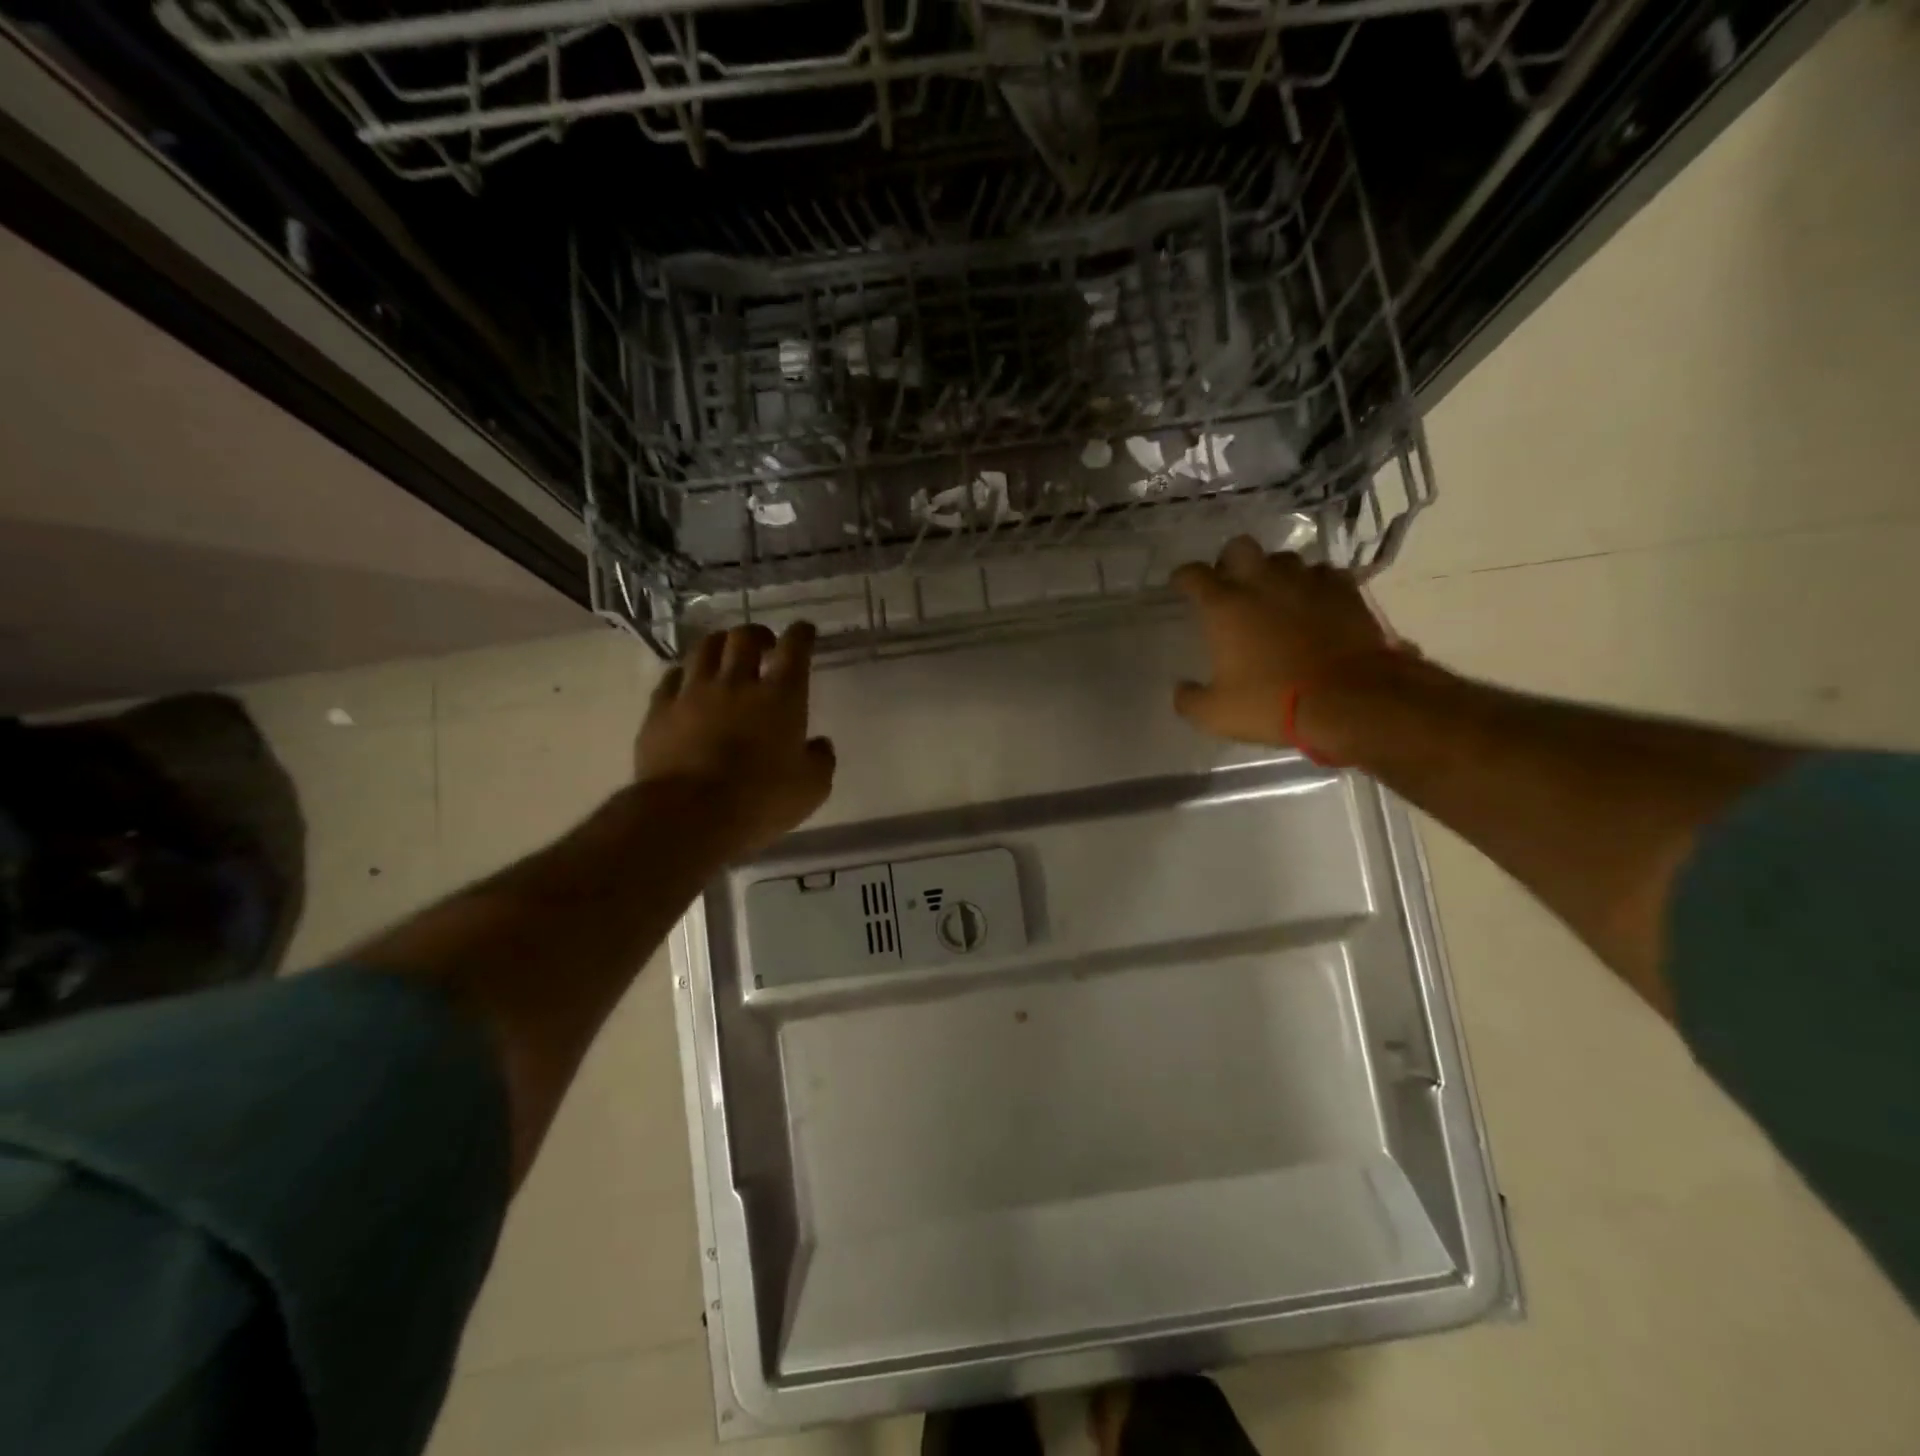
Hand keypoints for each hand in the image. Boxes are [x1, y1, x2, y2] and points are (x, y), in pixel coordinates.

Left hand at [636, 622, 835, 856]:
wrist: (689, 815)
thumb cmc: (761, 801)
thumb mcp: (812, 788)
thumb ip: (821, 760)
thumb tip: (819, 745)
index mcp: (781, 697)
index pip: (794, 649)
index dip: (801, 635)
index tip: (804, 631)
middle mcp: (737, 683)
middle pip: (744, 638)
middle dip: (758, 634)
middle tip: (764, 644)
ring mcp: (693, 693)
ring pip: (705, 648)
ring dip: (720, 645)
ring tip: (725, 654)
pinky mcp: (659, 711)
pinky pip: (671, 678)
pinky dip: (685, 674)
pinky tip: (687, 682)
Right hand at [1170, 535, 1394, 744]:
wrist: (1350, 702)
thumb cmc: (1272, 704)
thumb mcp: (1215, 715)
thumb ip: (1189, 699)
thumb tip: (1181, 689)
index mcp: (1225, 607)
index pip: (1193, 575)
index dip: (1182, 577)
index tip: (1180, 585)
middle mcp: (1262, 583)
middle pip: (1240, 548)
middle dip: (1229, 560)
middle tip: (1229, 582)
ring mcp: (1307, 583)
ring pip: (1284, 558)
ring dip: (1273, 572)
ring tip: (1274, 592)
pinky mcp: (1345, 591)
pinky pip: (1324, 574)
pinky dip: (1314, 584)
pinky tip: (1314, 601)